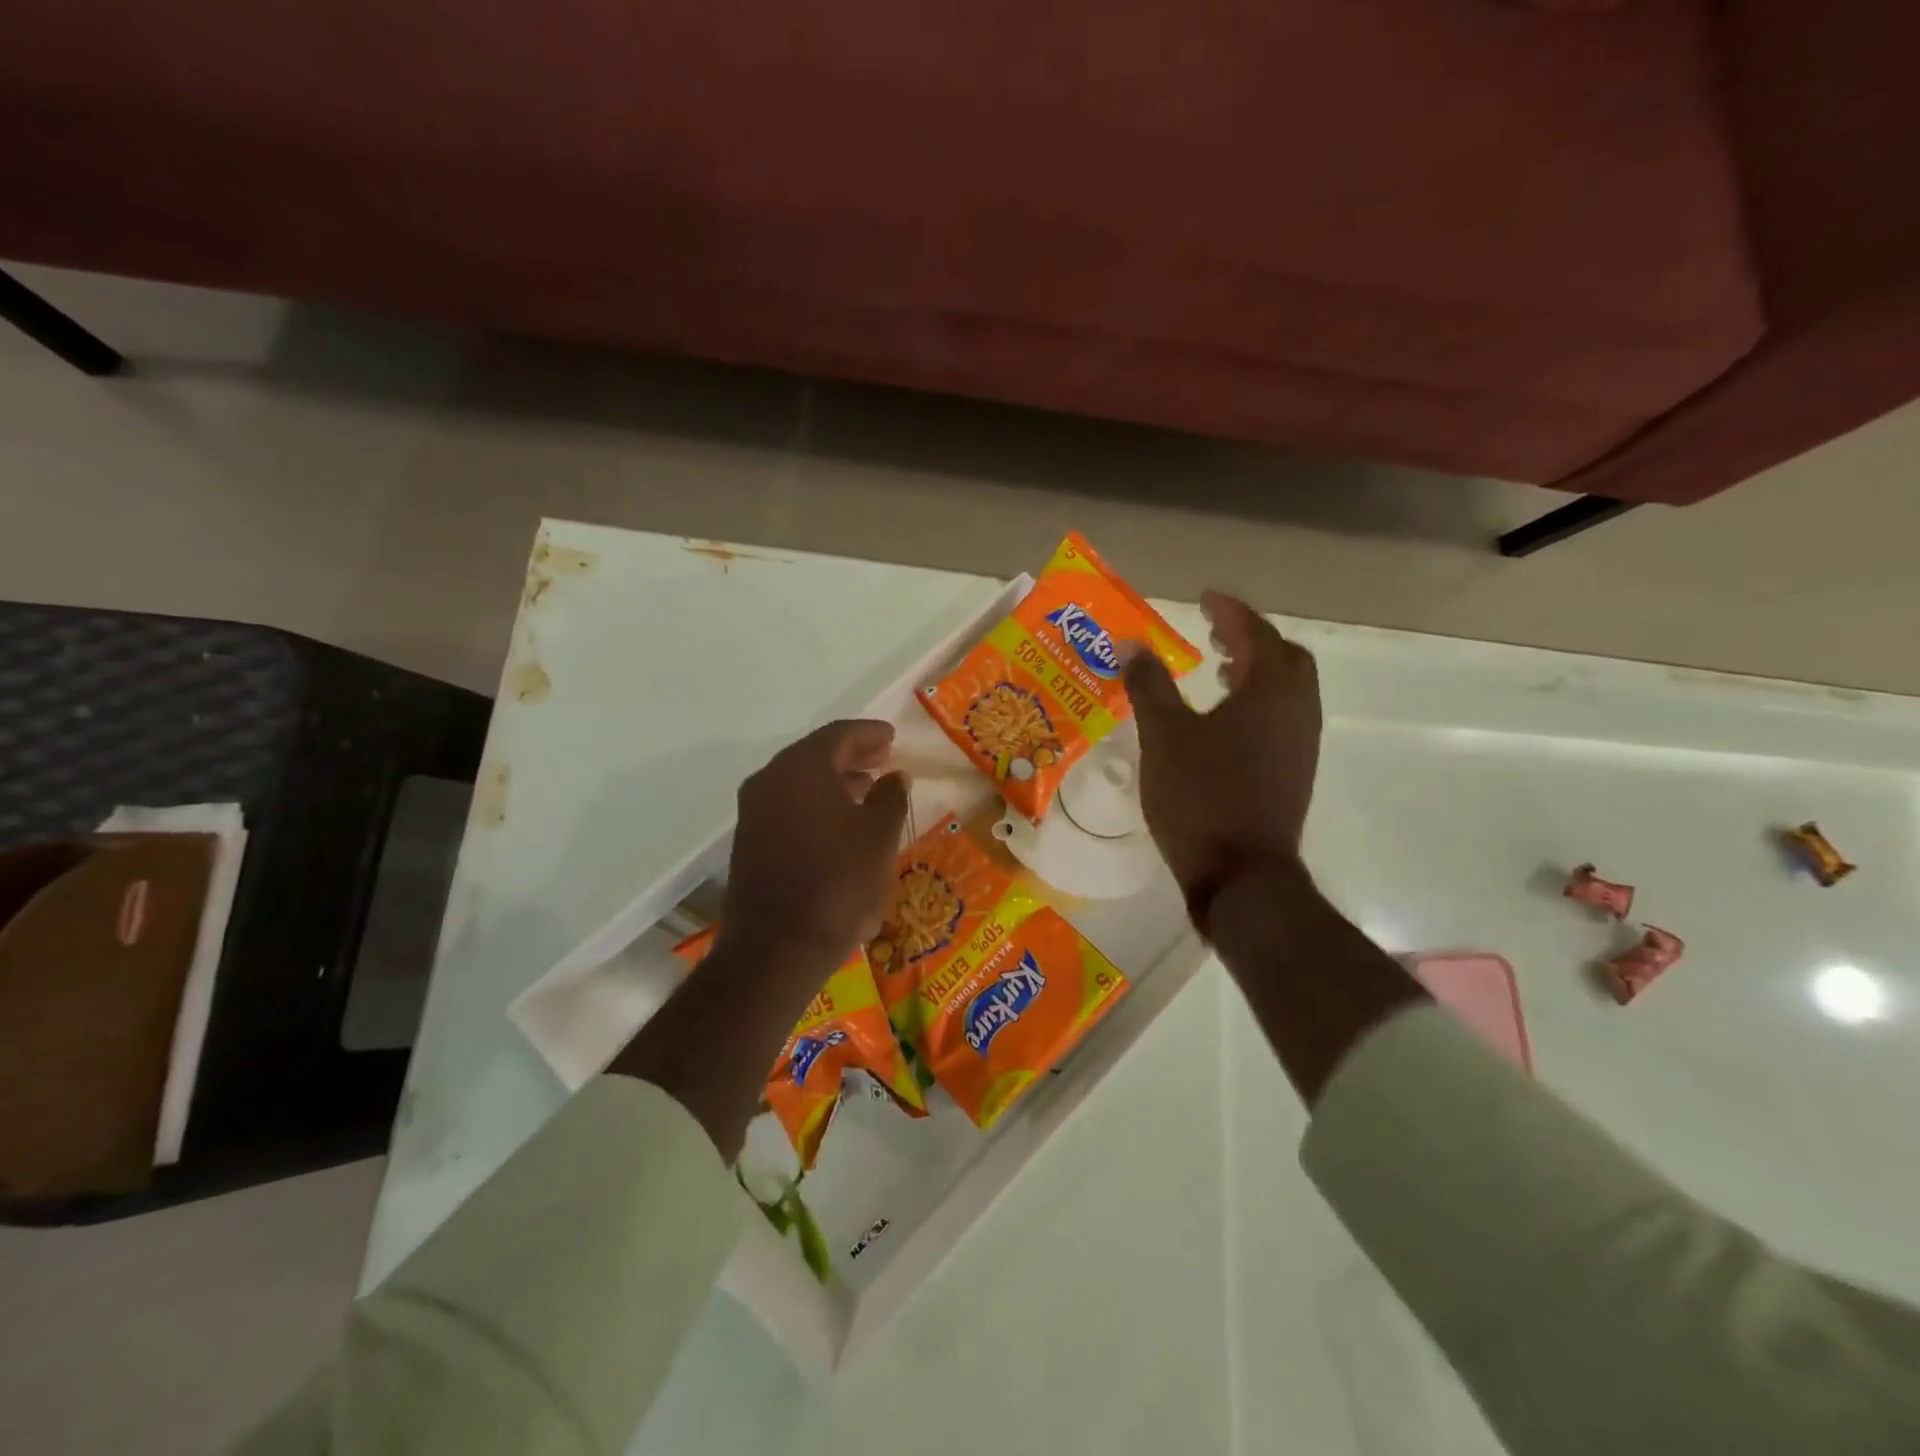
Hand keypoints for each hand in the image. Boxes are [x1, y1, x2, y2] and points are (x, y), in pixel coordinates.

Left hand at [719, 720, 909, 970]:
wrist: (776, 948)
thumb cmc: (838, 883)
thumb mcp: (878, 837)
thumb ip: (890, 798)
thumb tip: (896, 776)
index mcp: (801, 768)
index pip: (838, 735)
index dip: (869, 733)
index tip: (892, 736)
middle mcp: (770, 780)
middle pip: (815, 755)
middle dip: (851, 755)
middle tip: (883, 758)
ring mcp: (754, 812)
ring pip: (799, 782)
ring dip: (834, 781)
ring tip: (867, 789)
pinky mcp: (749, 841)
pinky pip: (788, 806)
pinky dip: (815, 804)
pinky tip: (840, 823)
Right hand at [1122, 592, 1321, 897]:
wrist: (1241, 874)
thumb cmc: (1200, 796)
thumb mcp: (1163, 735)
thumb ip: (1148, 684)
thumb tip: (1131, 642)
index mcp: (1270, 690)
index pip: (1255, 632)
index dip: (1229, 611)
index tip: (1204, 598)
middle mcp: (1297, 709)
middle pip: (1284, 656)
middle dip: (1251, 638)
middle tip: (1215, 633)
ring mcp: (1301, 743)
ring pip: (1288, 689)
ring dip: (1256, 671)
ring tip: (1217, 671)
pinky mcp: (1295, 771)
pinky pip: (1283, 717)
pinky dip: (1259, 702)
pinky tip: (1224, 722)